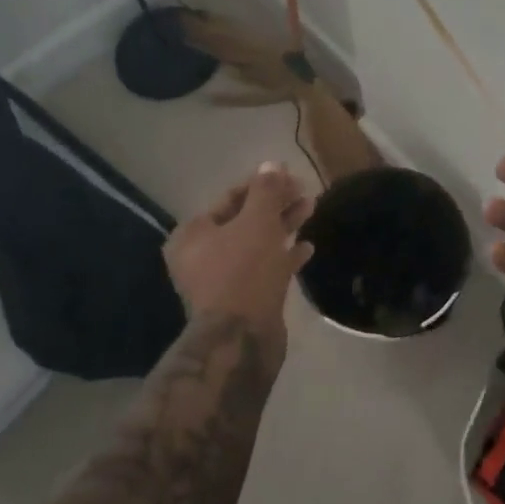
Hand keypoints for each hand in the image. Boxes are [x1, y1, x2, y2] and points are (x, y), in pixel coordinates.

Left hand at [165, 161, 314, 347]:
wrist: (241, 339)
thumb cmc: (243, 271)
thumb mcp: (257, 222)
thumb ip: (265, 190)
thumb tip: (271, 164)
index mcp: (193, 234)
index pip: (231, 197)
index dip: (262, 184)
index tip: (291, 177)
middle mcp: (201, 256)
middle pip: (244, 220)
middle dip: (276, 205)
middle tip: (305, 192)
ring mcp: (222, 280)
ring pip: (257, 244)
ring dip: (283, 227)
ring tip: (311, 210)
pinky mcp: (243, 299)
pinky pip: (264, 269)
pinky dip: (284, 256)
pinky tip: (307, 248)